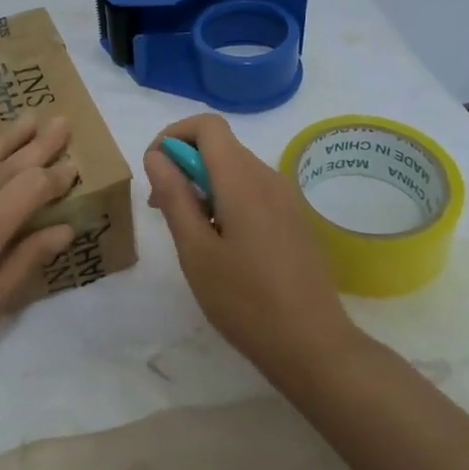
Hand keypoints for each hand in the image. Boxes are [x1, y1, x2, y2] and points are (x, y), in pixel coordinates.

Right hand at [144, 114, 356, 382]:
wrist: (312, 345)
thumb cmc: (244, 300)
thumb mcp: (195, 250)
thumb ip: (175, 196)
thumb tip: (157, 156)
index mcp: (242, 179)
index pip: (207, 125)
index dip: (174, 136)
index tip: (155, 172)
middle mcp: (269, 178)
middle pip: (221, 146)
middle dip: (184, 165)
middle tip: (163, 210)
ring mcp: (287, 199)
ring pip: (236, 170)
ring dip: (204, 185)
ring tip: (191, 234)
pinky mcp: (295, 220)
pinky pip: (254, 191)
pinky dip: (227, 200)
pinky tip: (222, 246)